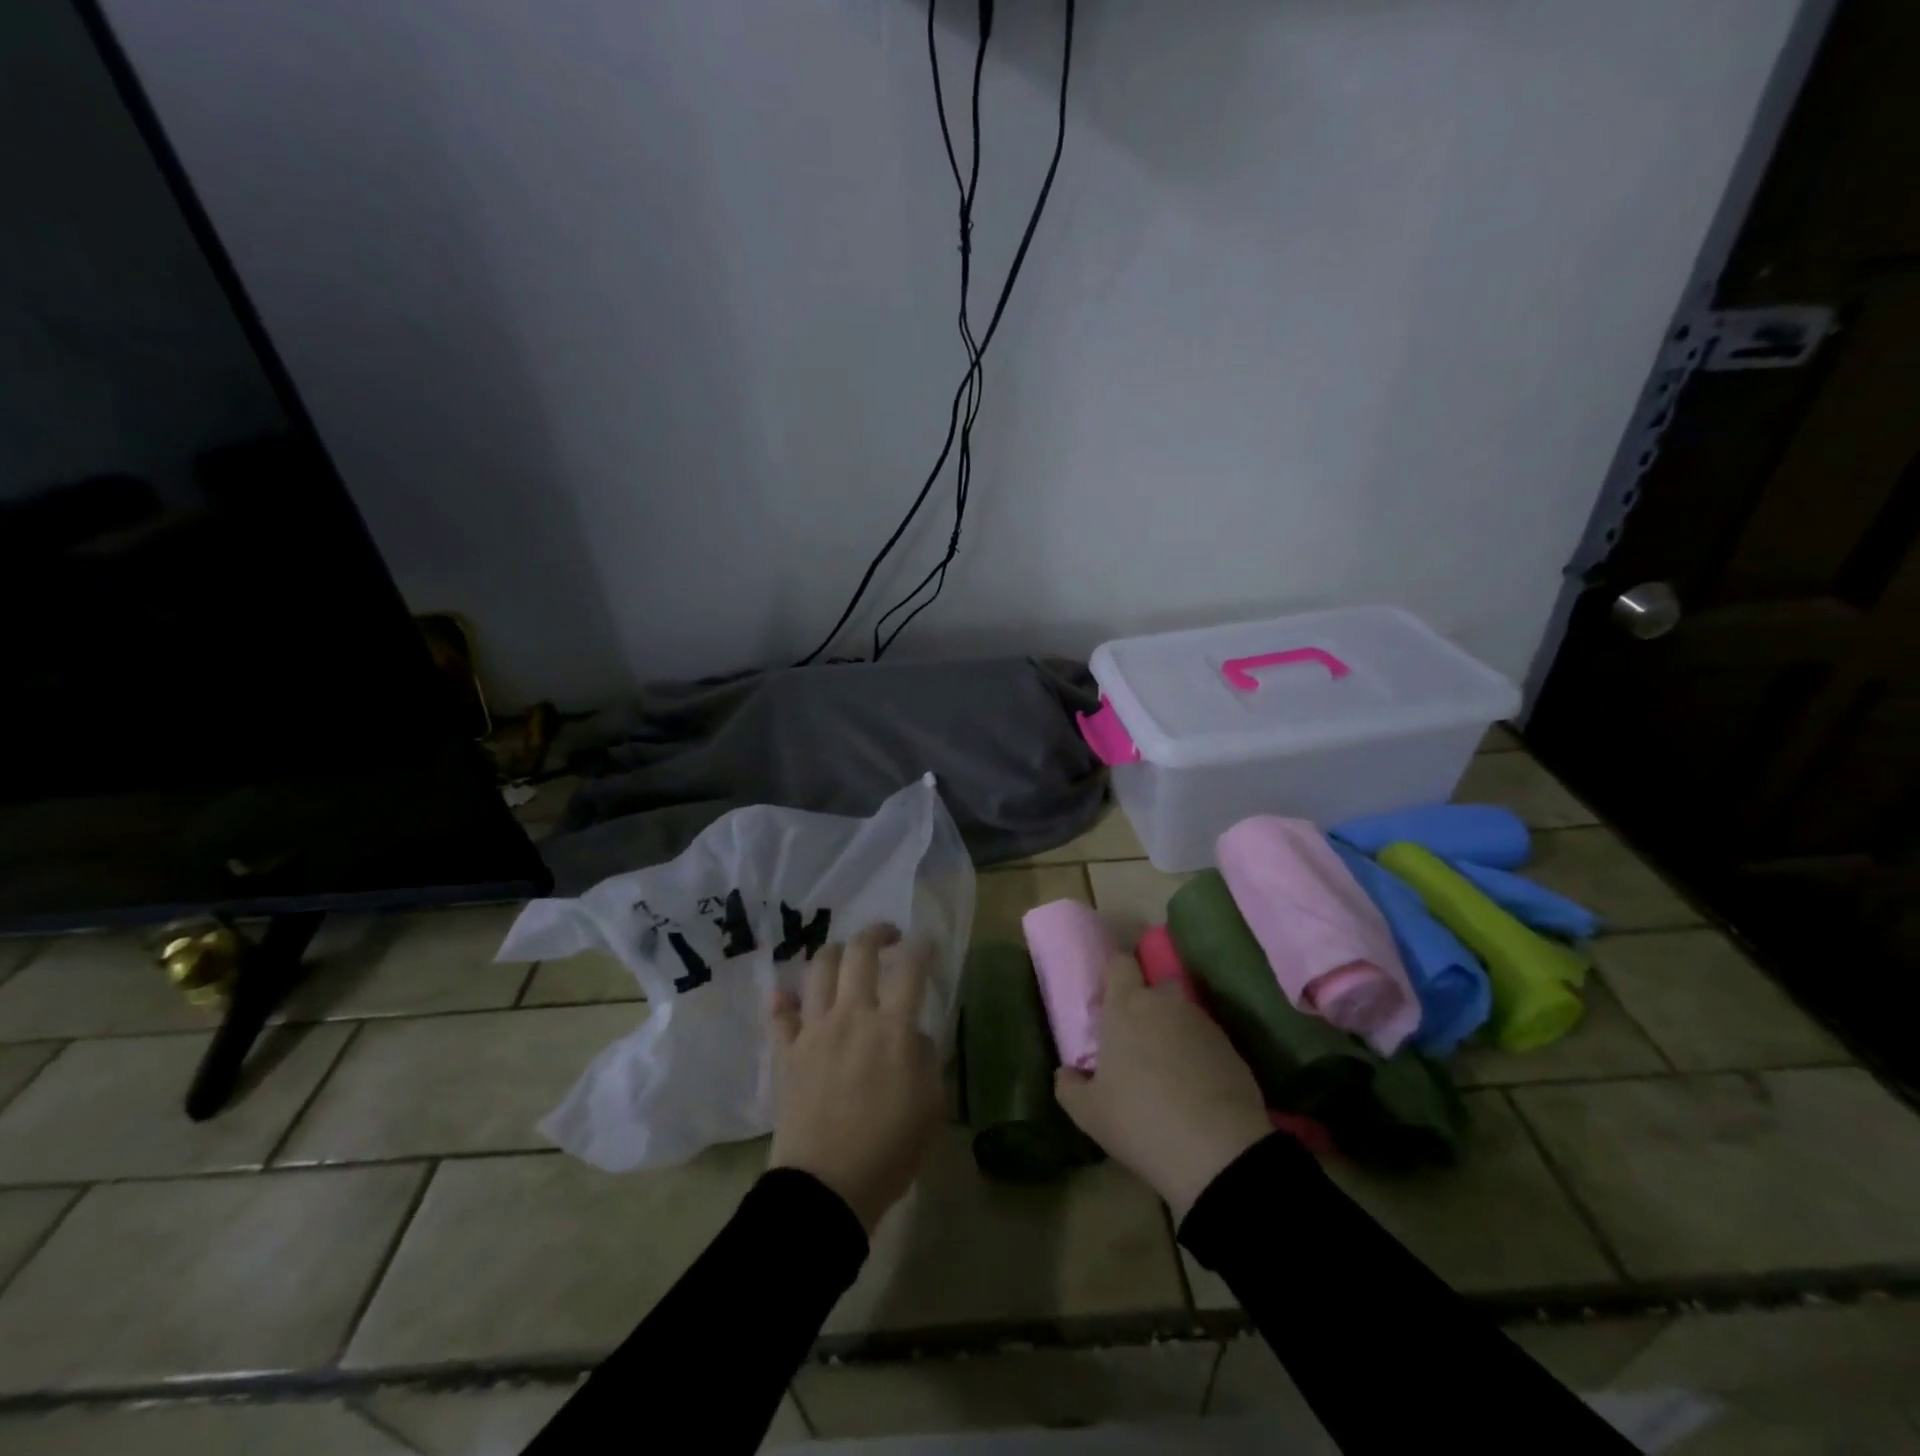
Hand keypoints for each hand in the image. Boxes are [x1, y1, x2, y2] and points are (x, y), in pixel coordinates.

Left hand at [768, 923, 943, 1233]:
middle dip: (876, 934)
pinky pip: (780, 1014)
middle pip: (859, 953)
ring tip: (844, 957)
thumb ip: (927, 1058)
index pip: (911, 969)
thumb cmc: (890, 1150)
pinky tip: (787, 996)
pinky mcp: (788, 1051)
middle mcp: (852, 1016)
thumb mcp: (931, 1105)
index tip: (925, 942)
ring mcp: (815, 1030)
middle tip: (888, 937)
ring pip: (818, 970)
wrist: (827, 1187)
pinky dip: (783, 1001)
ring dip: (833, 953)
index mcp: (892, 1028)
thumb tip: (914, 1034)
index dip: (921, 948)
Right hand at [1054, 954, 1271, 1221]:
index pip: (1120, 962)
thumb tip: (1066, 1073)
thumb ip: (1069, 1086)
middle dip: (1144, 1005)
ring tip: (1165, 1073)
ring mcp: (1202, 1023)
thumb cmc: (1141, 1120)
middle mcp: (1165, 1003)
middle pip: (1153, 986)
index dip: (1111, 979)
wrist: (1219, 1150)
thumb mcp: (1089, 1113)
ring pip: (1180, 1013)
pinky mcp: (1231, 1047)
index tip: (1104, 1010)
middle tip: (1133, 1044)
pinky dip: (1196, 1054)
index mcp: (1126, 1005)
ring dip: (1171, 1031)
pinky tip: (1193, 1090)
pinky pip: (1205, 1039)